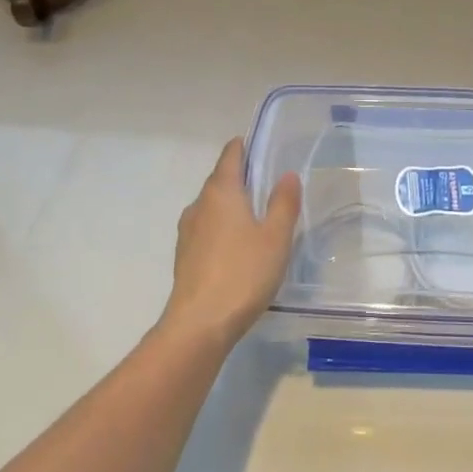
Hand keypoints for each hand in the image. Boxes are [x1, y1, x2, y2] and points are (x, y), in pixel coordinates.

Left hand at [161, 138, 301, 350]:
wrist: (199, 325)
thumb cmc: (243, 273)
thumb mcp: (276, 237)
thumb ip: (283, 203)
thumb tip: (287, 174)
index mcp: (220, 191)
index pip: (231, 154)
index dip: (246, 146)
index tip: (264, 147)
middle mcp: (199, 204)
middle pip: (220, 179)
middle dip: (243, 177)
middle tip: (271, 184)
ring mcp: (188, 231)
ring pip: (213, 206)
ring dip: (233, 205)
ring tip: (259, 217)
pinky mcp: (185, 256)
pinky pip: (207, 229)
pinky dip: (223, 228)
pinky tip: (240, 247)